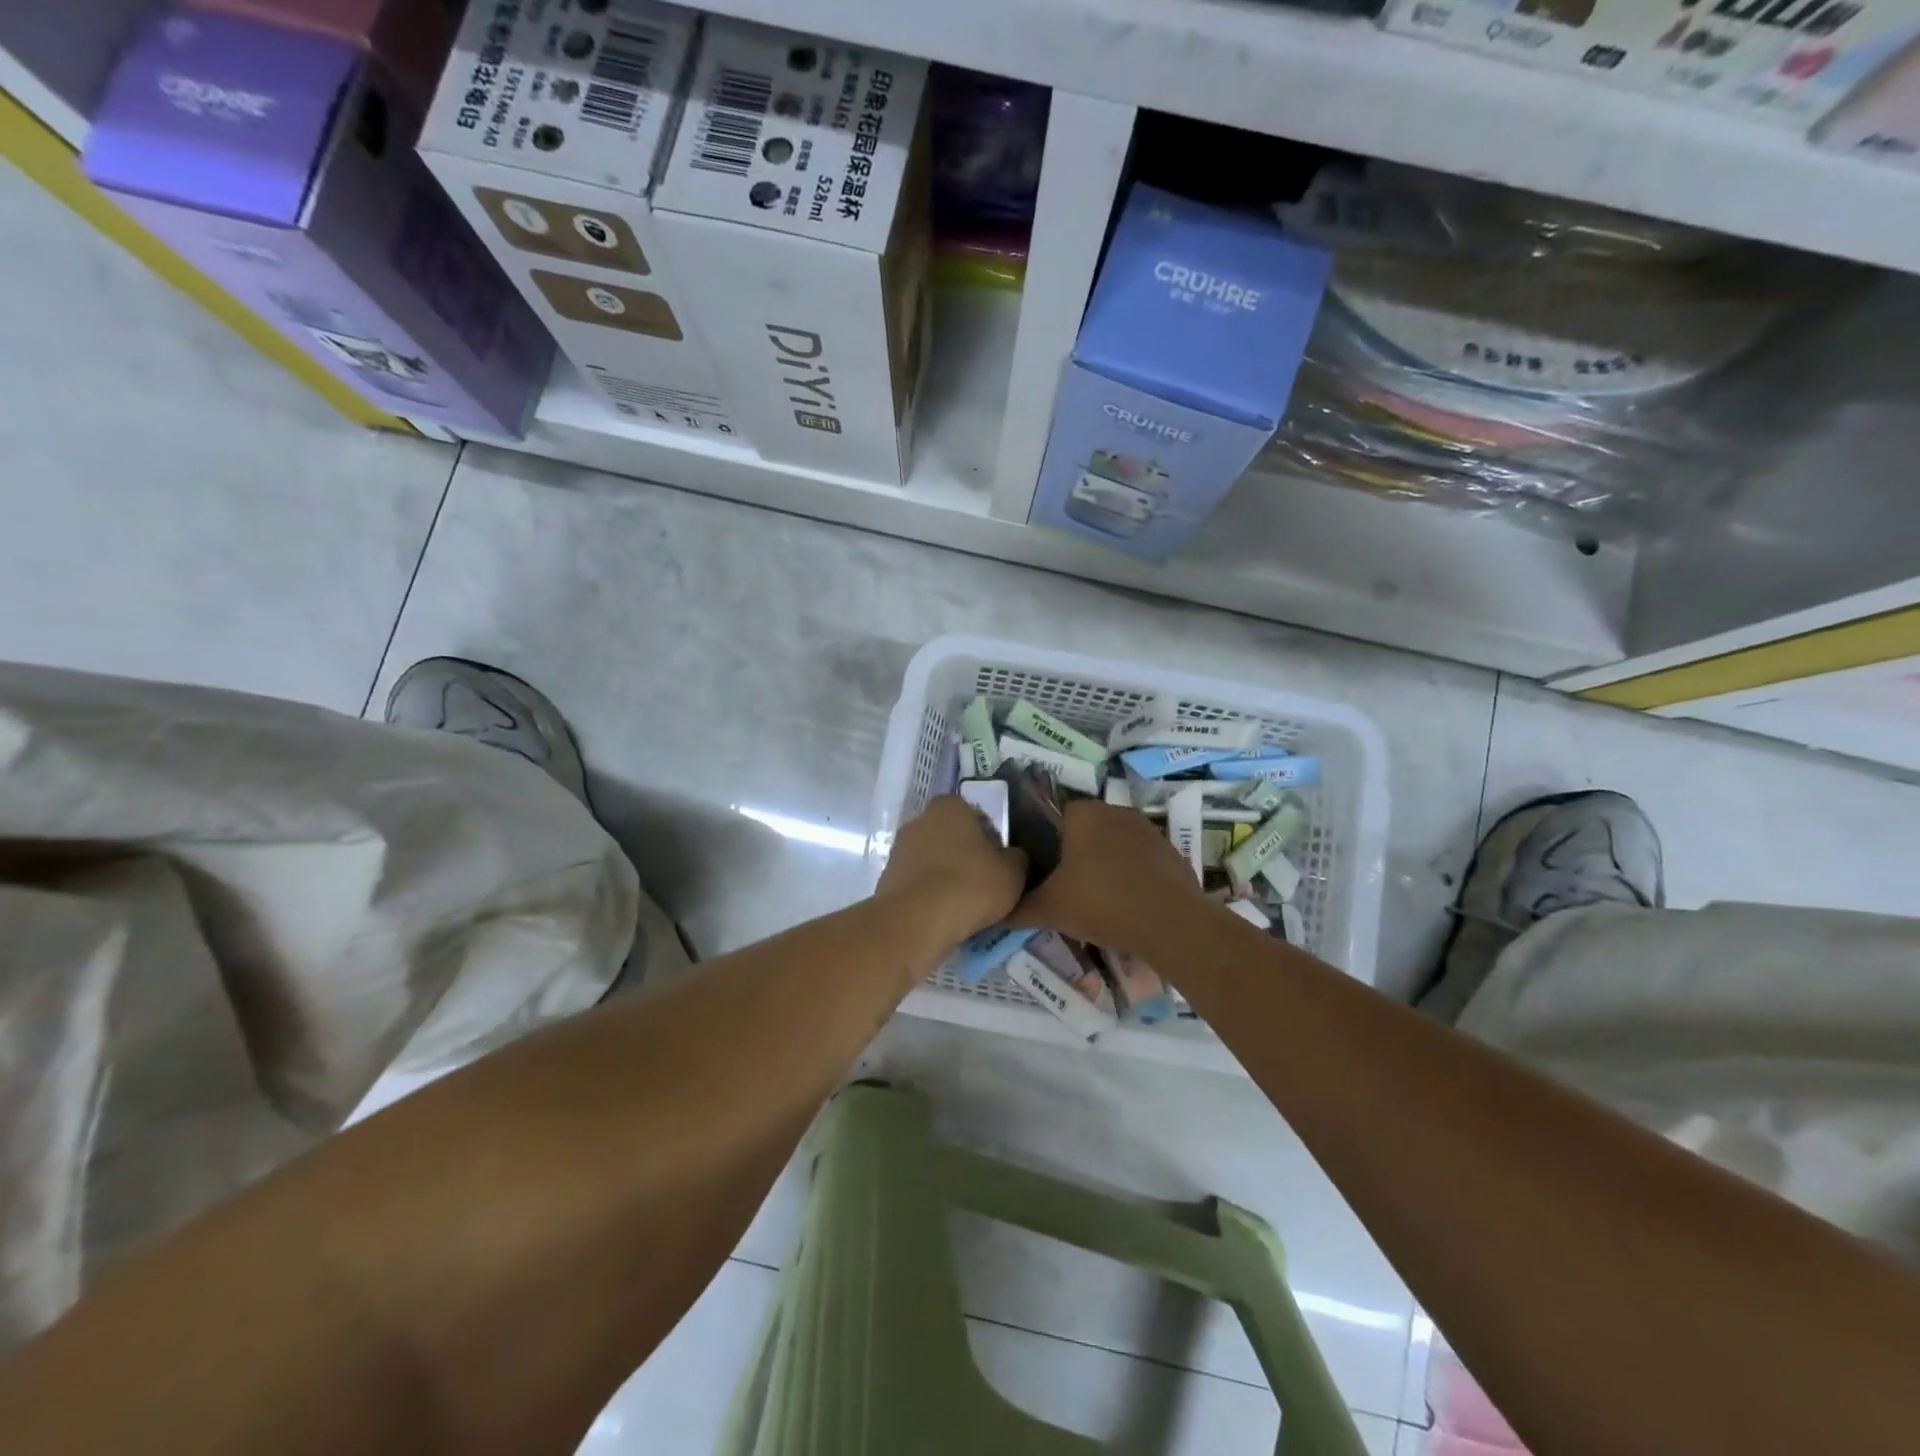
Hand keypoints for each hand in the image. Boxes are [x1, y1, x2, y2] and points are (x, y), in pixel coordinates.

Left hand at [875, 795, 1028, 951]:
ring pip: (934, 861)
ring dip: (947, 878)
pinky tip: (944, 916)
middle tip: (985, 885)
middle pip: (952, 838)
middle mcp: (920, 819)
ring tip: (965, 907)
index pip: (976, 816)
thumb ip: (1017, 858)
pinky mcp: (887, 879)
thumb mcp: (1013, 872)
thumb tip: (1012, 858)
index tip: (1000, 864)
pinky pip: (919, 884)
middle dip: (966, 857)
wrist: (917, 921)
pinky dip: (930, 896)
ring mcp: (900, 849)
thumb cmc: (970, 885)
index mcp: (950, 806)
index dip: (991, 840)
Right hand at [1010, 798, 1210, 957]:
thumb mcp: (1050, 909)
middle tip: (1066, 889)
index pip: (1055, 815)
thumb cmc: (1101, 903)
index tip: (1043, 871)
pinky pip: (1142, 862)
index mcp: (1084, 814)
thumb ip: (1019, 908)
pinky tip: (1128, 908)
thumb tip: (995, 913)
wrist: (1170, 924)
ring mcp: (1149, 830)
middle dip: (1077, 855)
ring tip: (1097, 902)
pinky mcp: (1172, 853)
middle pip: (1087, 830)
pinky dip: (1133, 879)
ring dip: (1106, 866)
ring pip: (1116, 845)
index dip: (1047, 842)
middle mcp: (1116, 812)